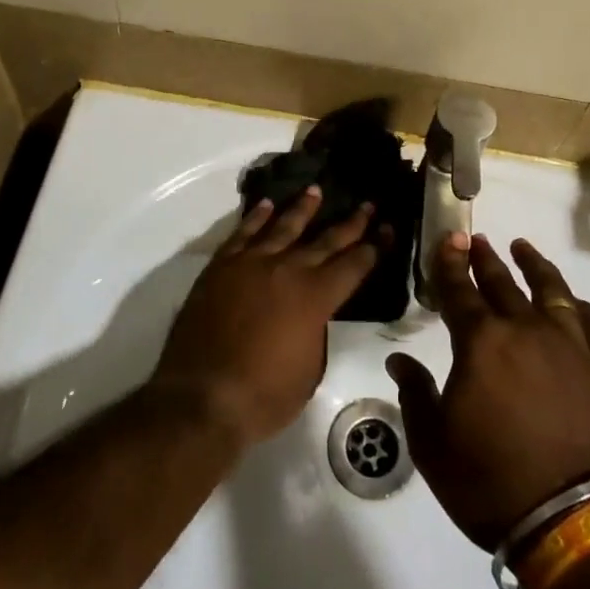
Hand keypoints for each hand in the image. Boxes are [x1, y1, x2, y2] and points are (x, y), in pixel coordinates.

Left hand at [152, 187, 377, 447]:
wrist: (201, 397)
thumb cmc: (263, 396)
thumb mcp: (309, 369)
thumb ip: (315, 332)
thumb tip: (311, 314)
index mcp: (316, 297)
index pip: (355, 265)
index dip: (375, 247)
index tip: (388, 228)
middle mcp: (288, 270)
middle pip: (325, 240)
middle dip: (351, 222)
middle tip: (367, 204)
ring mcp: (252, 263)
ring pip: (283, 226)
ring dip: (303, 208)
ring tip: (316, 190)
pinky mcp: (221, 266)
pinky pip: (243, 233)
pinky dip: (256, 217)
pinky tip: (266, 205)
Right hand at [387, 234, 589, 551]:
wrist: (576, 521)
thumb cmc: (492, 483)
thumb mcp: (433, 446)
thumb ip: (415, 395)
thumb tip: (398, 362)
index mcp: (481, 343)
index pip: (458, 291)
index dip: (448, 264)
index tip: (447, 240)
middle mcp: (526, 330)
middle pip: (502, 284)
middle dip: (485, 259)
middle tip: (477, 240)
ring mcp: (572, 347)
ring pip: (552, 292)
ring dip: (535, 267)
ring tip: (523, 249)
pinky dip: (584, 309)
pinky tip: (577, 304)